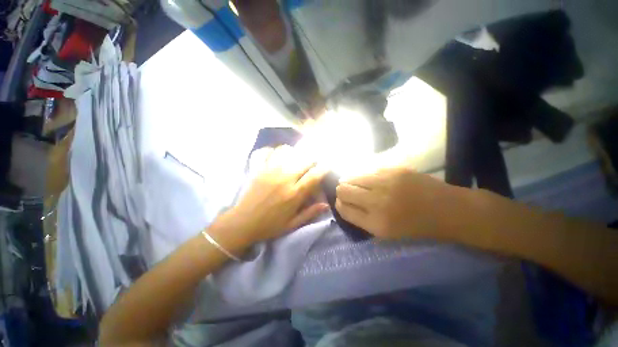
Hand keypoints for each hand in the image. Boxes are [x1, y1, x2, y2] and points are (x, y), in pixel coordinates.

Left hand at [216, 146, 328, 249]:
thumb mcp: (292, 225)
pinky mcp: (259, 169)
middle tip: (314, 161)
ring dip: (296, 153)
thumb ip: (310, 213)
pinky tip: (279, 153)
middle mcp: (285, 179)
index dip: (324, 168)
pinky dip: (275, 149)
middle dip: (312, 159)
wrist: (242, 224)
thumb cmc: (269, 226)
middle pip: (304, 161)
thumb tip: (326, 204)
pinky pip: (268, 152)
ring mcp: (270, 172)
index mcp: (294, 194)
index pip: (314, 175)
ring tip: (297, 156)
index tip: (328, 165)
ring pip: (288, 152)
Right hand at [335, 164, 464, 239]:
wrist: (448, 209)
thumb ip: (362, 218)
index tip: (342, 202)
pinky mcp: (393, 170)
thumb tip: (344, 204)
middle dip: (342, 192)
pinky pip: (366, 171)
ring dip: (350, 181)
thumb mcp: (386, 233)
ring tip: (356, 184)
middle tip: (347, 192)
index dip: (339, 205)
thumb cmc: (416, 226)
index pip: (343, 209)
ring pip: (352, 177)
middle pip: (343, 190)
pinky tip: (369, 179)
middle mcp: (377, 202)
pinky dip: (363, 175)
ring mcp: (385, 183)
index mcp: (376, 223)